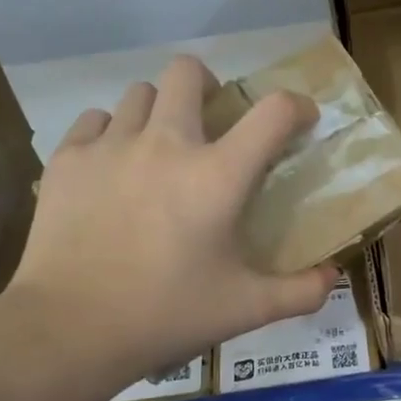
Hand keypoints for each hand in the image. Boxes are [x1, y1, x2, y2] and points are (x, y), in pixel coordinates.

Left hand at [3, 55, 337, 396]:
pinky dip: (111, 134)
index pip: (273, 113)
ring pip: (139, 94)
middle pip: (188, 72)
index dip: (297, 107)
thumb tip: (333, 276)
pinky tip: (113, 169)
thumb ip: (300, 291)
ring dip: (159, 111)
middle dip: (209, 85)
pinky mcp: (67, 160)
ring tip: (158, 150)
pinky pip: (95, 121)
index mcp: (217, 176)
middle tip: (212, 122)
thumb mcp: (246, 309)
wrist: (70, 329)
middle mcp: (166, 143)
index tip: (300, 121)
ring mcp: (110, 146)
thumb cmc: (166, 315)